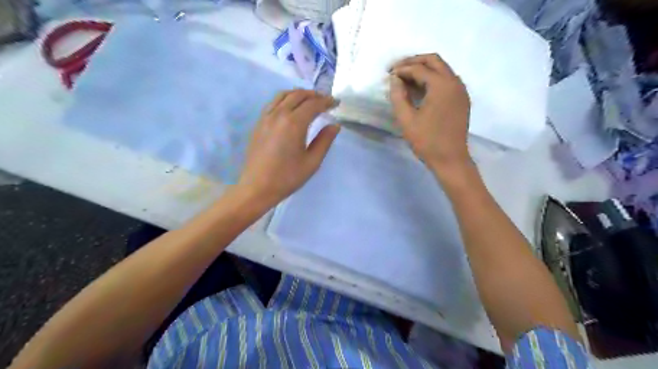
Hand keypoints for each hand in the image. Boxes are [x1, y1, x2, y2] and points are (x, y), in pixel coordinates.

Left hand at [236, 89, 337, 207]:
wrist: (257, 187)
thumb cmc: (287, 177)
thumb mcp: (312, 162)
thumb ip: (324, 141)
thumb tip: (335, 125)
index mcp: (294, 123)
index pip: (313, 104)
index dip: (326, 101)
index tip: (336, 103)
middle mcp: (278, 114)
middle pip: (298, 95)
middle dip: (314, 95)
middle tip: (325, 101)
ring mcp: (266, 117)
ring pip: (283, 95)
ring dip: (299, 94)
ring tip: (309, 100)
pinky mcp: (258, 123)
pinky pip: (273, 103)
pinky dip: (285, 99)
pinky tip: (290, 108)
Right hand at [387, 54, 470, 173]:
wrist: (450, 159)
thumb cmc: (427, 141)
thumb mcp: (406, 119)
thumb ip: (398, 96)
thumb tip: (394, 79)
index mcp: (441, 85)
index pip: (419, 69)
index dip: (401, 69)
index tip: (388, 74)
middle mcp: (454, 82)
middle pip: (434, 61)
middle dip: (414, 62)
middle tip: (397, 69)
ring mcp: (461, 90)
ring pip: (442, 69)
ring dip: (424, 69)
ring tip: (406, 78)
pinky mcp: (462, 99)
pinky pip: (447, 80)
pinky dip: (433, 79)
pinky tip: (421, 89)